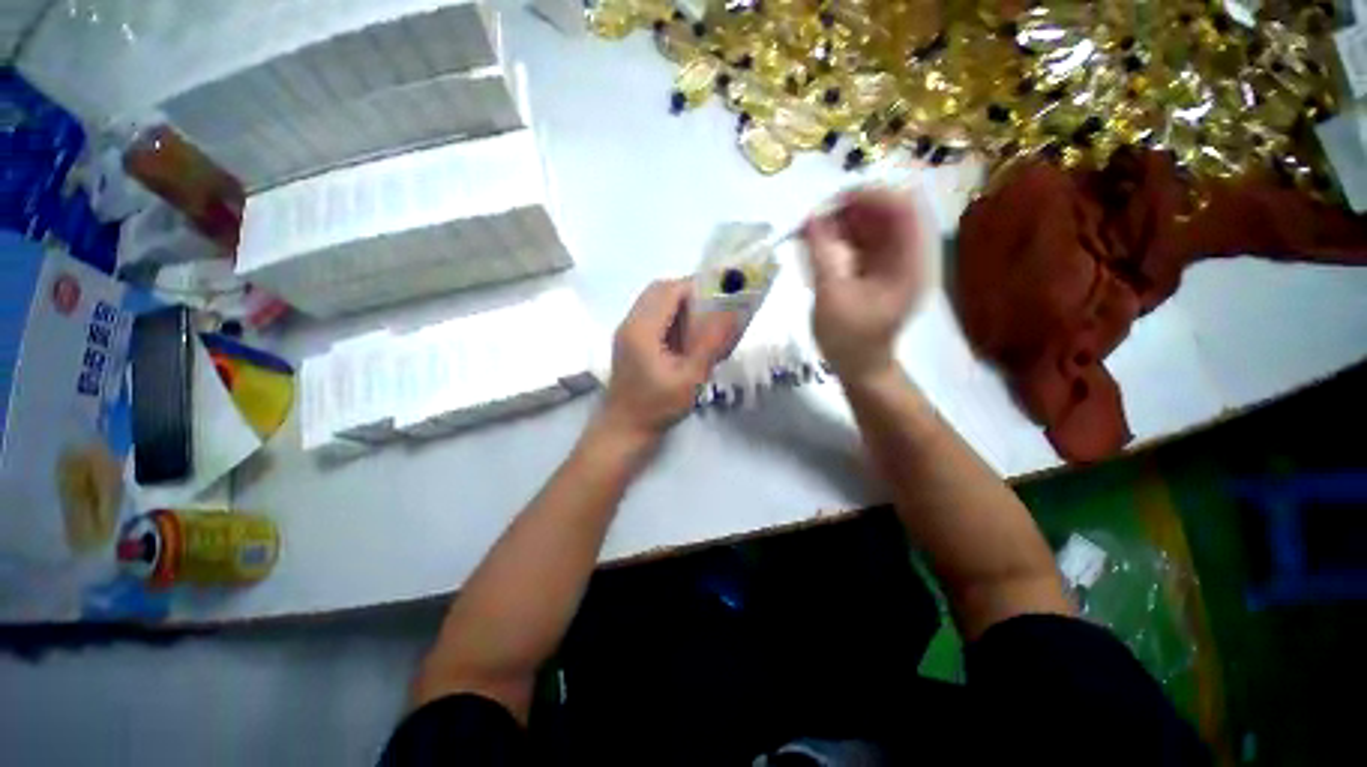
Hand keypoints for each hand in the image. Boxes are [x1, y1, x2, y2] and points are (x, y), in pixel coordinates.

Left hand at [598, 279, 736, 443]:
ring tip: (703, 324)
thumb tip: (733, 314)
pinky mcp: (630, 342)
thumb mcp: (690, 378)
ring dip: (680, 305)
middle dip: (690, 294)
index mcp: (642, 329)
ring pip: (655, 302)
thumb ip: (711, 344)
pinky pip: (652, 317)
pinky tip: (687, 338)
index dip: (697, 288)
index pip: (670, 290)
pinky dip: (672, 318)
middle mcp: (630, 323)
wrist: (624, 430)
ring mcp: (627, 332)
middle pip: (660, 291)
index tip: (721, 299)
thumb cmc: (656, 407)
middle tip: (714, 310)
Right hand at [804, 188, 926, 381]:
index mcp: (910, 263)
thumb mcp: (831, 297)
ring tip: (810, 233)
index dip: (871, 196)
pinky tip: (817, 246)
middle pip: (886, 213)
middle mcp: (907, 255)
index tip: (832, 202)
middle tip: (815, 220)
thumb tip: (810, 218)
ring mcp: (893, 262)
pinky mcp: (877, 269)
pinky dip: (839, 239)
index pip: (903, 208)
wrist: (859, 367)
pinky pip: (861, 242)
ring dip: (840, 224)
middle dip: (849, 210)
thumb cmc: (849, 339)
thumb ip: (821, 255)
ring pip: (871, 226)